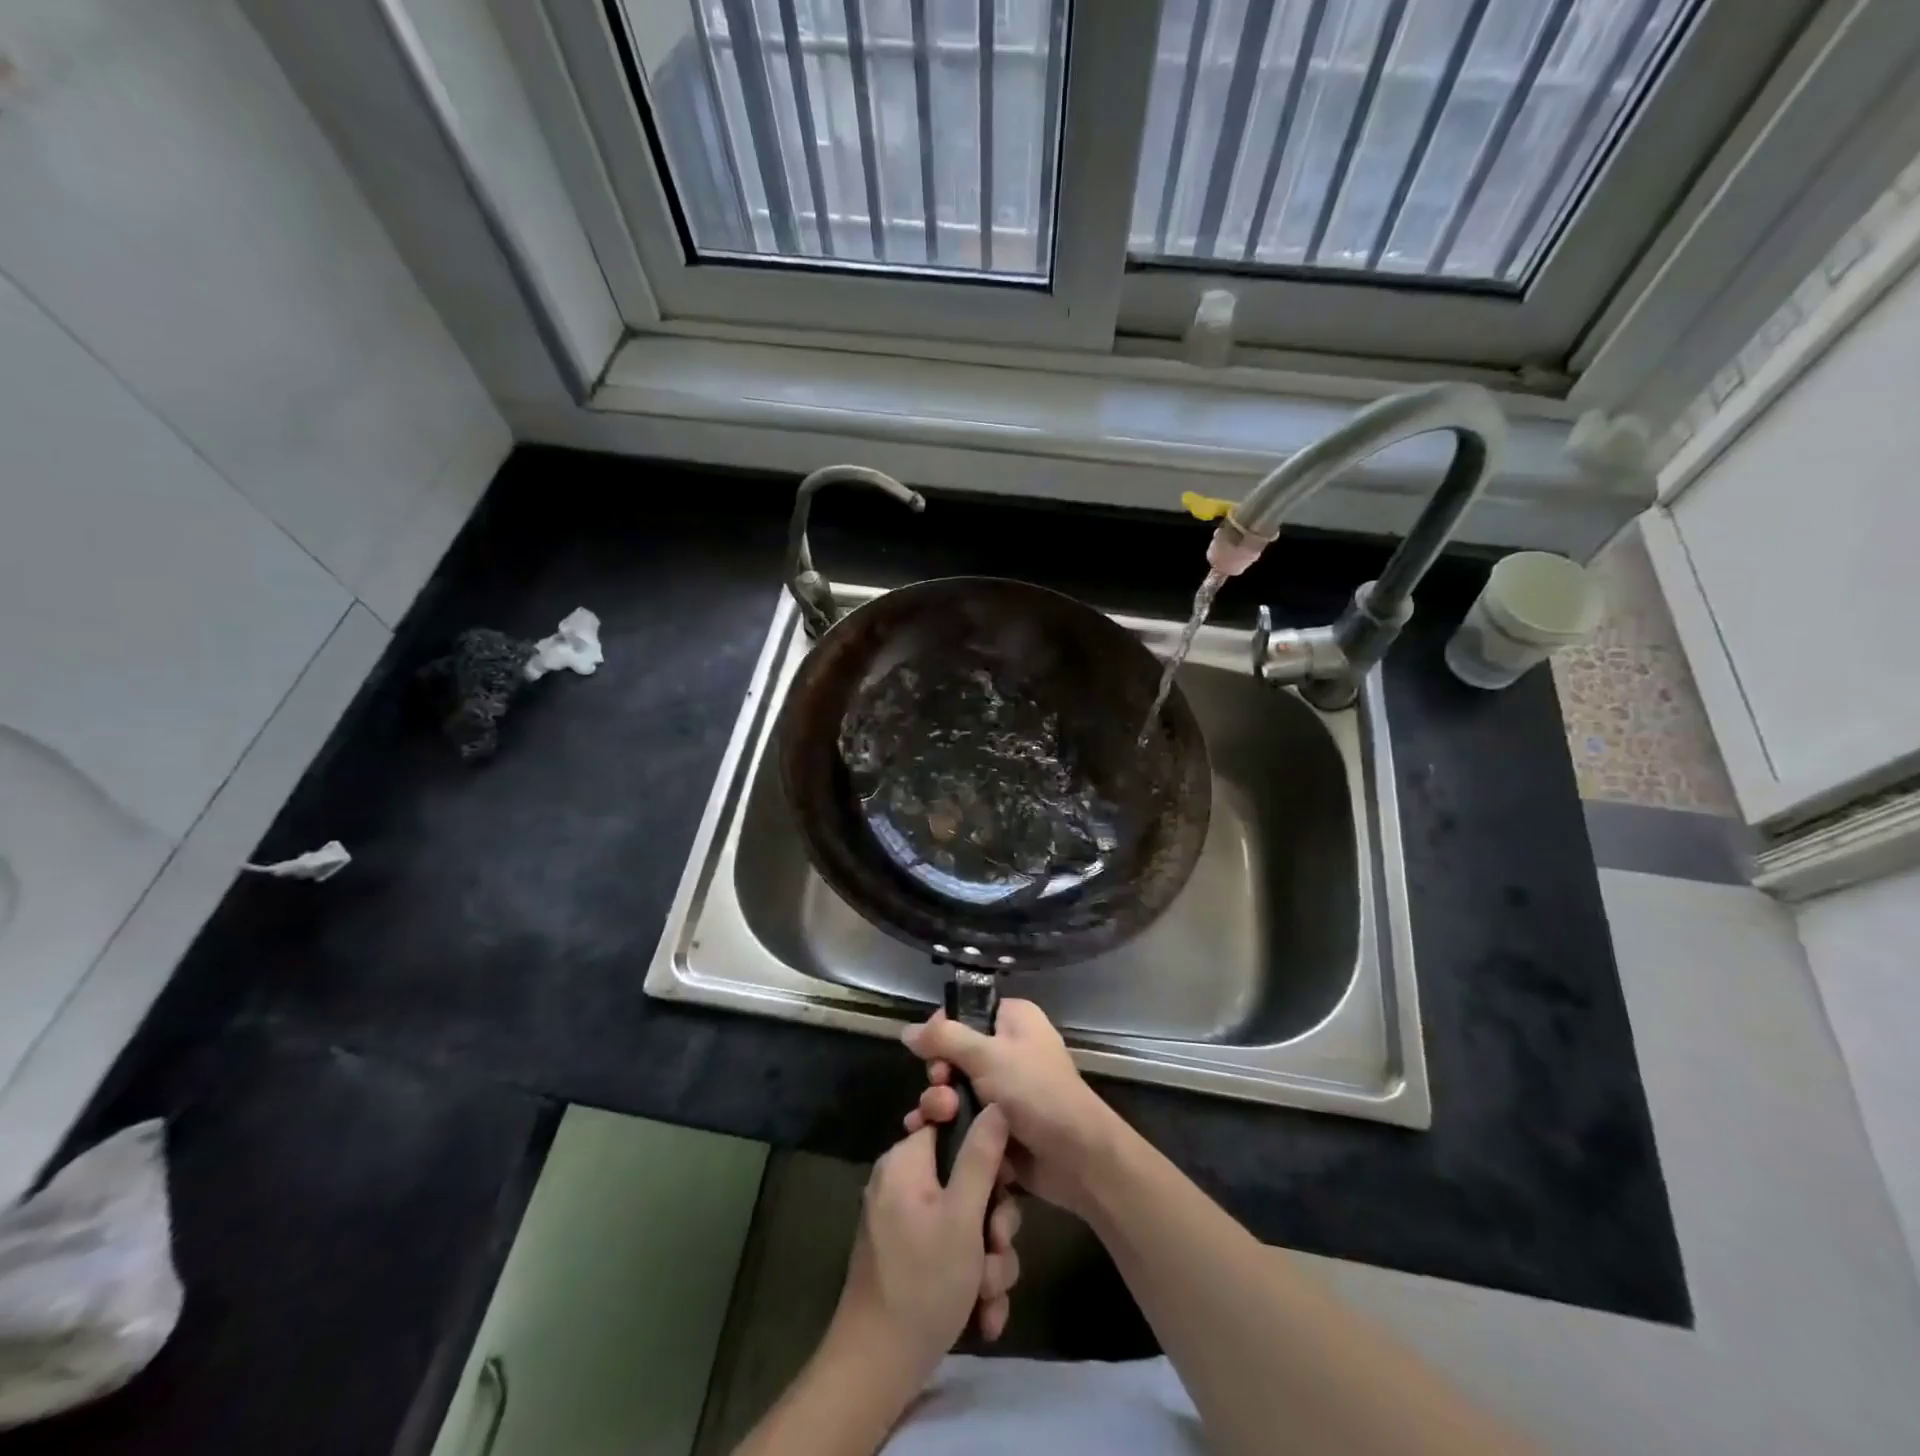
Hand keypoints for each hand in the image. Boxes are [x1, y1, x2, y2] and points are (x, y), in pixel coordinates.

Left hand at [829, 1109, 1023, 1396]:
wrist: (876, 1369)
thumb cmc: (923, 1282)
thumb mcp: (963, 1216)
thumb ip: (981, 1156)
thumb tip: (995, 1104)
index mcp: (907, 1161)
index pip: (952, 1124)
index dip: (985, 1148)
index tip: (1005, 1181)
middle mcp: (903, 1183)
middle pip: (967, 1178)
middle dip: (993, 1221)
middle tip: (998, 1249)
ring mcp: (906, 1222)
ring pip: (967, 1221)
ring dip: (988, 1260)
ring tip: (988, 1294)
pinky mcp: (911, 1258)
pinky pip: (952, 1250)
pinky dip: (971, 1280)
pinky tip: (982, 1315)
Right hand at [902, 999, 1123, 1218]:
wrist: (1075, 1156)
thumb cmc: (1035, 1091)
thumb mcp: (987, 1055)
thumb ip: (944, 1039)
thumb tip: (907, 1030)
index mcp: (1013, 1019)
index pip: (965, 1012)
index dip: (942, 1030)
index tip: (929, 1050)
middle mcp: (1007, 1048)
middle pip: (953, 1053)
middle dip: (939, 1074)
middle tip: (941, 1087)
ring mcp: (1002, 1088)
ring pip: (954, 1088)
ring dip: (939, 1103)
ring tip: (939, 1118)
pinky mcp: (996, 1124)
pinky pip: (961, 1117)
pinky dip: (945, 1125)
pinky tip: (925, 1135)